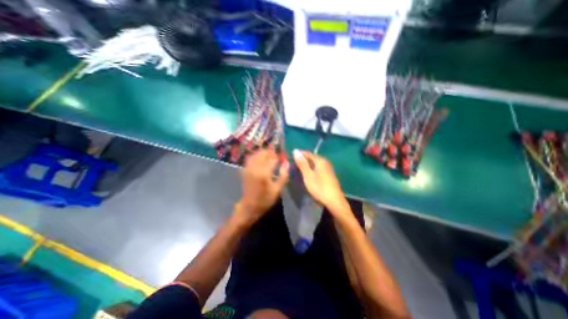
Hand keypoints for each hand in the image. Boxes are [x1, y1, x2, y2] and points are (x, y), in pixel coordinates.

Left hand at [234, 151, 288, 225]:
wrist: (249, 206)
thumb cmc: (265, 199)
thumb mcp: (277, 189)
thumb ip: (283, 175)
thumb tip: (287, 163)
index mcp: (264, 173)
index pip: (273, 158)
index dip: (279, 156)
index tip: (284, 158)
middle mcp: (255, 168)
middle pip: (263, 153)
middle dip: (271, 153)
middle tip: (277, 157)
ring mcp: (248, 168)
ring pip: (256, 154)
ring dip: (264, 153)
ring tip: (270, 157)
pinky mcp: (245, 169)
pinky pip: (250, 158)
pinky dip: (257, 156)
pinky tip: (261, 160)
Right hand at [295, 149, 348, 214]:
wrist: (334, 201)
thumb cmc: (319, 187)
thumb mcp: (308, 176)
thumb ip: (302, 163)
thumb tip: (296, 151)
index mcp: (320, 160)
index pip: (308, 153)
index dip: (299, 154)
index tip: (291, 157)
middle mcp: (325, 161)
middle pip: (312, 157)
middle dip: (303, 159)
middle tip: (294, 164)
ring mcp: (328, 168)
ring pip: (315, 163)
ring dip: (307, 164)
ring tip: (299, 168)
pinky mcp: (328, 174)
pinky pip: (318, 167)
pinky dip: (311, 169)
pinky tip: (308, 173)